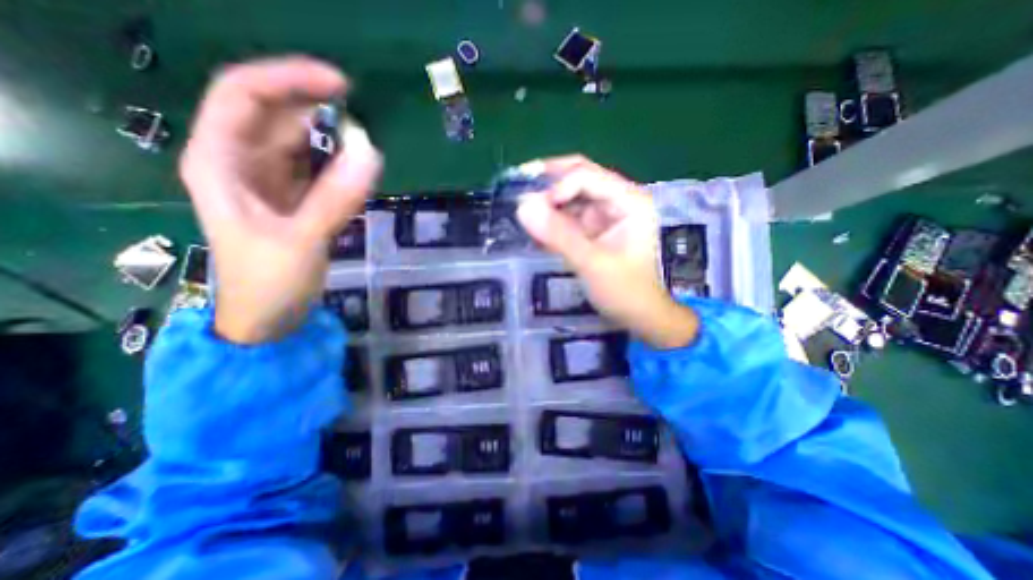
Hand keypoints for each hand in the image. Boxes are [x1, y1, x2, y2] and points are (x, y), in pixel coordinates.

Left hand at [178, 56, 382, 340]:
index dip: (289, 80)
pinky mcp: (293, 197)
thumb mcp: (302, 239)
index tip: (341, 86)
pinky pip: (315, 167)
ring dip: (331, 139)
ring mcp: (268, 179)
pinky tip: (356, 170)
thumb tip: (372, 153)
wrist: (269, 317)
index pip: (243, 95)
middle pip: (275, 114)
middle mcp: (240, 161)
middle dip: (317, 110)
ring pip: (298, 141)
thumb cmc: (269, 282)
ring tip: (363, 148)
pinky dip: (337, 164)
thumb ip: (337, 198)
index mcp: (220, 161)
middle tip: (362, 122)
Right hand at [513, 155, 698, 347]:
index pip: (586, 176)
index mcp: (629, 201)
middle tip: (518, 192)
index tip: (533, 211)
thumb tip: (522, 206)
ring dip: (547, 205)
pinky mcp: (594, 228)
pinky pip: (568, 216)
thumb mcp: (590, 263)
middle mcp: (618, 200)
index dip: (556, 188)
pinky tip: (538, 232)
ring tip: (525, 217)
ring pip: (570, 196)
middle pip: (578, 177)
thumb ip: (558, 235)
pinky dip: (552, 222)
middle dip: (548, 185)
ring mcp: (606, 214)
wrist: (638, 316)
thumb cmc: (624, 291)